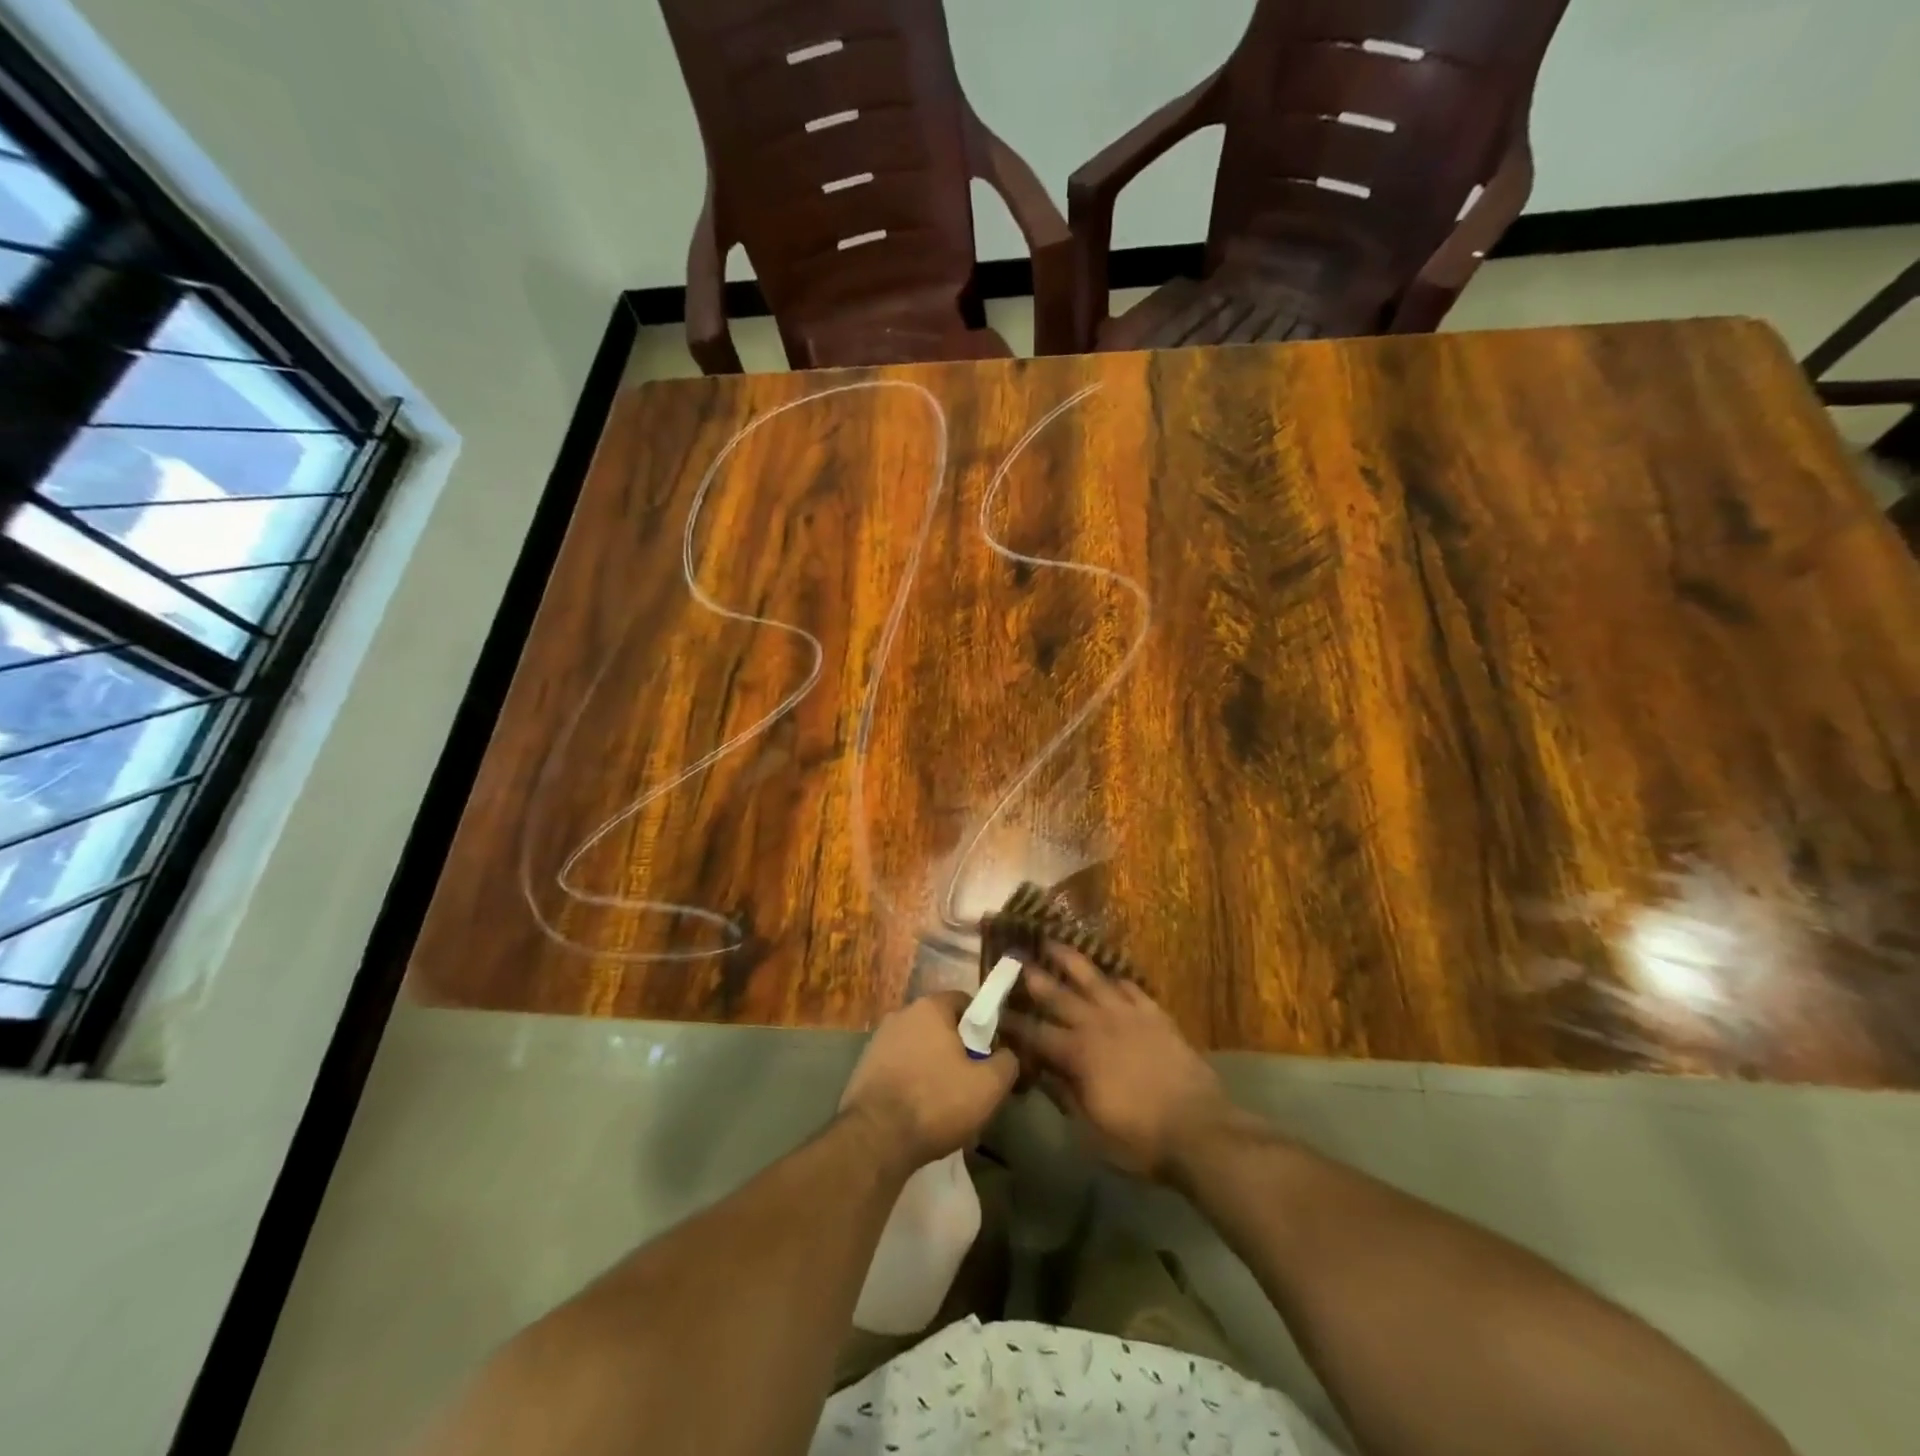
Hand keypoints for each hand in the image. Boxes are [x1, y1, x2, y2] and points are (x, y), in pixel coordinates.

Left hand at [839, 992, 1018, 1172]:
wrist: (874, 1139)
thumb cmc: (936, 1102)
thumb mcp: (988, 1086)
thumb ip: (1007, 1062)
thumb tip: (1007, 1054)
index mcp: (930, 1007)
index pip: (964, 1002)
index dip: (982, 1026)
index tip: (989, 1054)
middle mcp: (901, 1014)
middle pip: (940, 1026)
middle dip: (957, 1049)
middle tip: (971, 1082)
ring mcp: (878, 1040)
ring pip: (919, 1048)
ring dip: (933, 1067)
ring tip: (945, 1103)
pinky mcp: (863, 1067)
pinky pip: (899, 1067)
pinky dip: (911, 1082)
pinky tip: (919, 1112)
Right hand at [1001, 945, 1231, 1181]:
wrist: (1200, 1129)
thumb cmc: (1139, 1139)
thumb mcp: (1090, 1130)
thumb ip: (1063, 1095)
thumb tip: (1038, 1071)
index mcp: (1077, 1054)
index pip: (1036, 1033)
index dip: (1013, 1022)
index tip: (995, 1009)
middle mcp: (1097, 1024)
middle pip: (1059, 995)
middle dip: (1035, 978)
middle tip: (1016, 958)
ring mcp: (1128, 1015)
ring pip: (1093, 978)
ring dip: (1070, 960)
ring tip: (1053, 942)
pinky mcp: (1155, 1015)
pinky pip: (1130, 988)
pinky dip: (1116, 979)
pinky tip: (1110, 975)